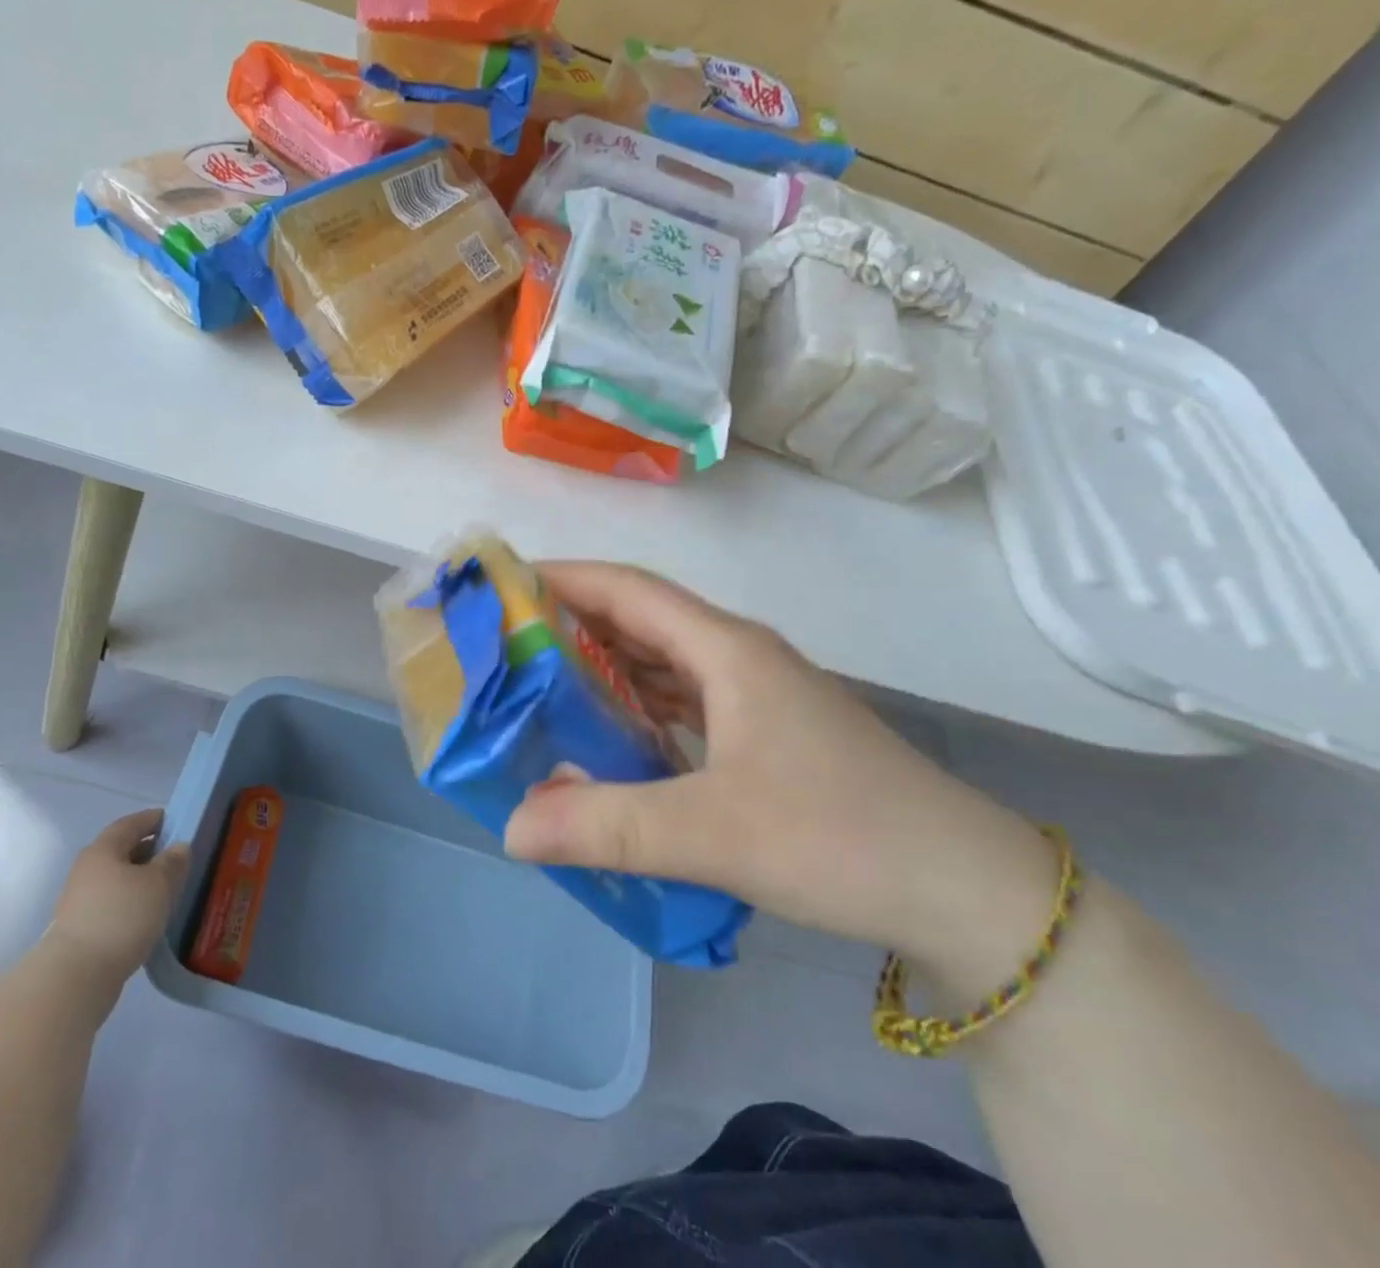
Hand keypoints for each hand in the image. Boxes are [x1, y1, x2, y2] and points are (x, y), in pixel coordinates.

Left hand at [42, 809, 189, 986]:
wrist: (76, 976)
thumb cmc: (122, 917)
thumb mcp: (159, 884)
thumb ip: (173, 861)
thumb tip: (179, 847)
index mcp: (103, 849)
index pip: (131, 823)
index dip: (154, 819)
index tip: (176, 821)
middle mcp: (88, 868)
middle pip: (122, 850)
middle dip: (149, 850)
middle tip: (177, 856)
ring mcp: (81, 899)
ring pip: (117, 879)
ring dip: (141, 879)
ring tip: (167, 888)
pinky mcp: (82, 927)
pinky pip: (113, 902)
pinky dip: (132, 901)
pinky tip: (149, 914)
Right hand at [503, 563, 1055, 969]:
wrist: (970, 893)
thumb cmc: (841, 838)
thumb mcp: (711, 833)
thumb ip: (605, 827)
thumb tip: (511, 828)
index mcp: (726, 650)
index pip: (626, 588)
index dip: (561, 578)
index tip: (501, 586)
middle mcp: (739, 658)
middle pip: (640, 619)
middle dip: (571, 624)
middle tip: (505, 646)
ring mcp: (758, 696)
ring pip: (663, 662)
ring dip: (605, 667)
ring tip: (541, 688)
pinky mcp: (769, 735)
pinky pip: (685, 702)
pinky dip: (639, 708)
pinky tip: (610, 738)